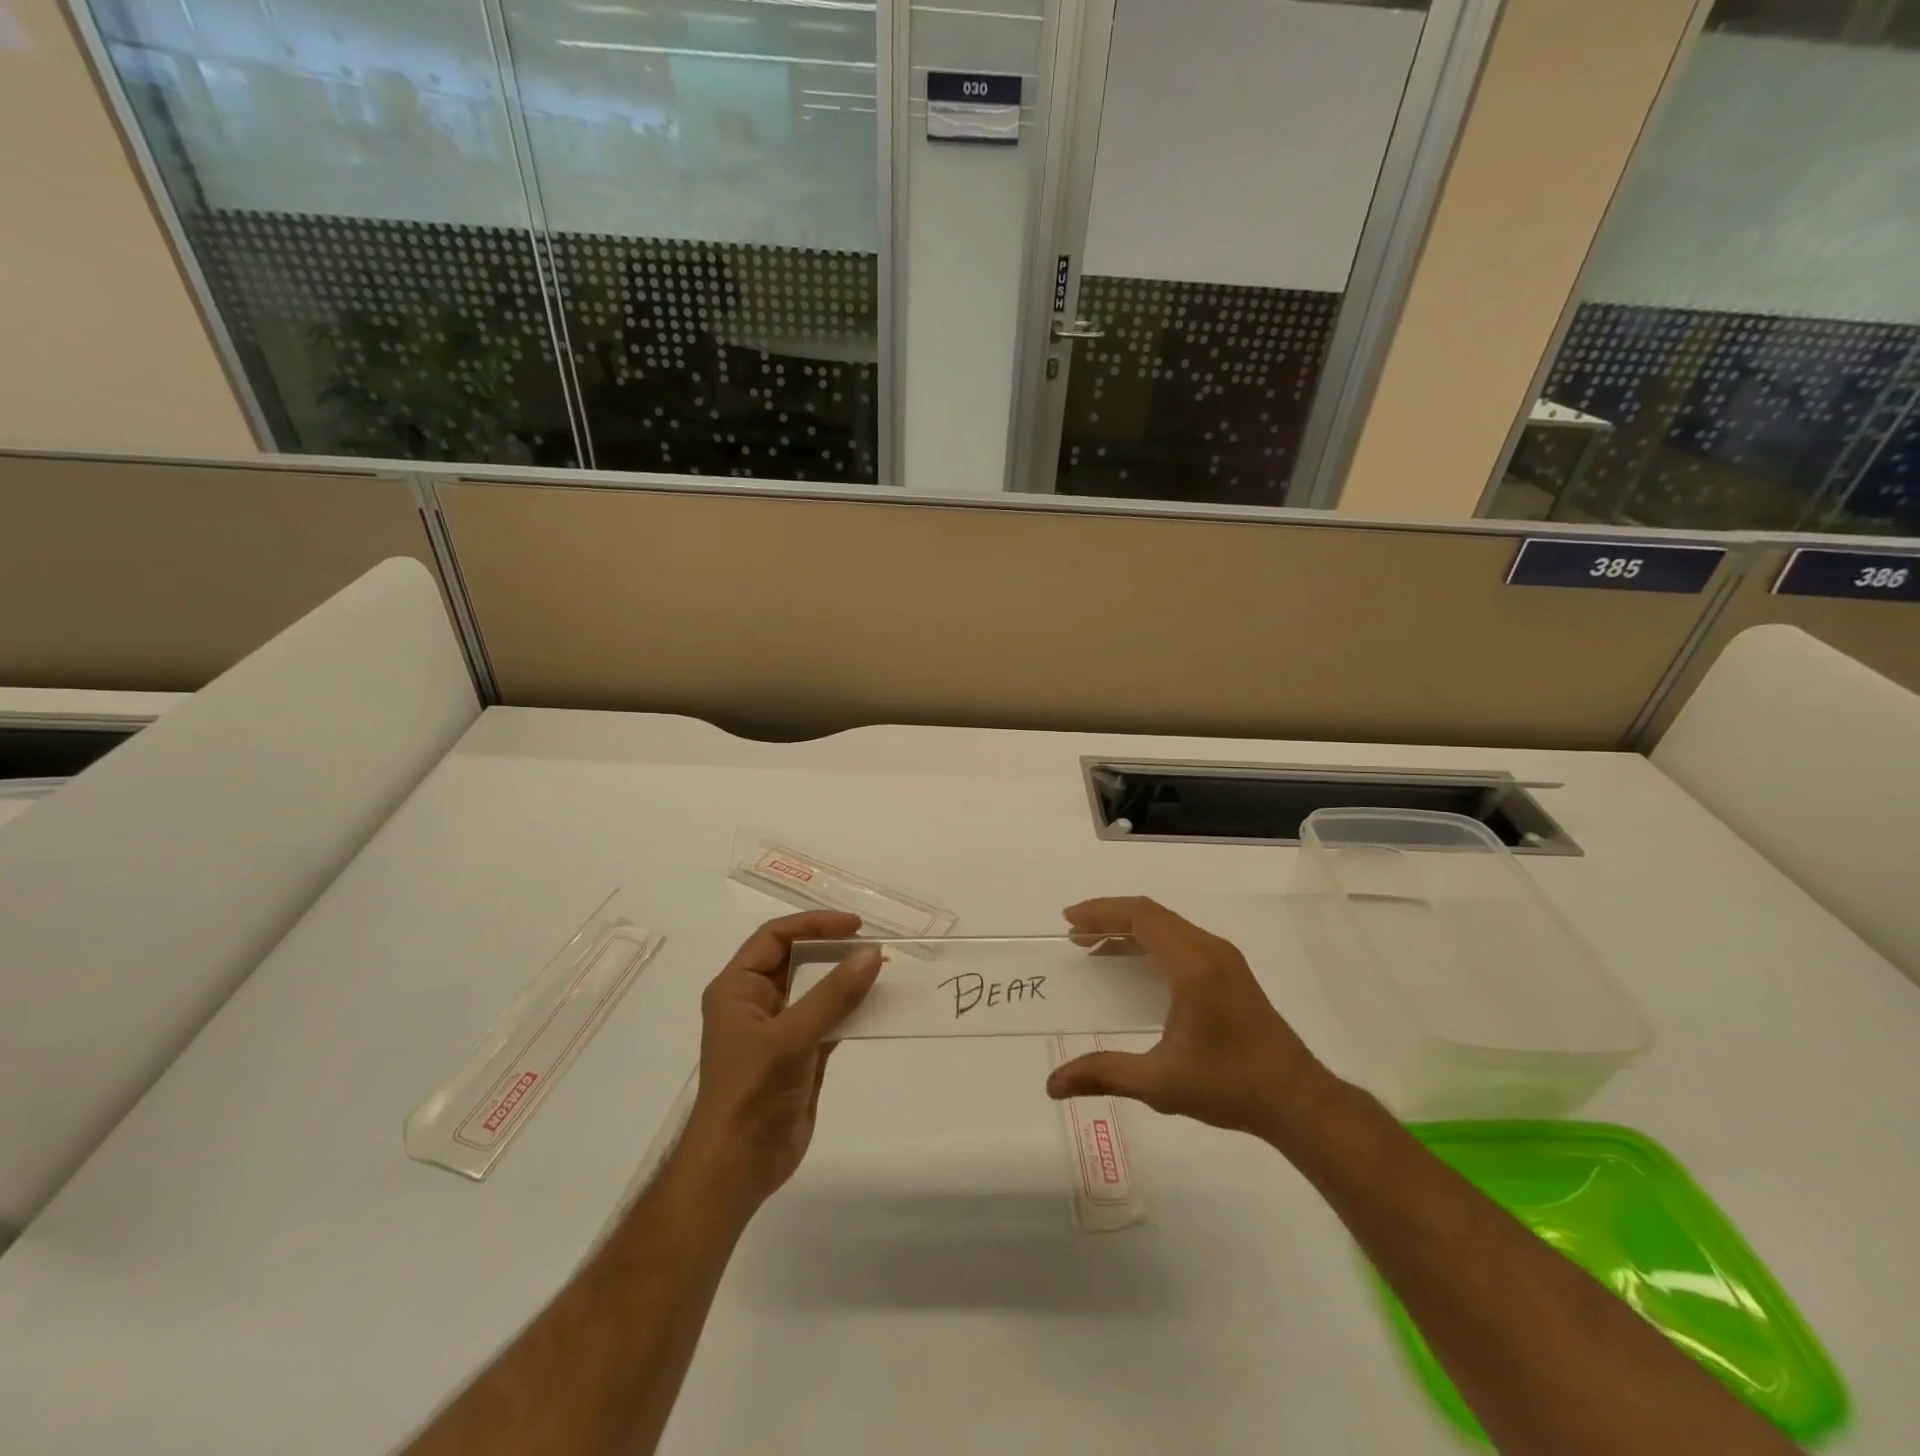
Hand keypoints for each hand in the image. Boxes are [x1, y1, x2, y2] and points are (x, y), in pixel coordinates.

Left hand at [679, 911, 881, 1210]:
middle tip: (873, 946)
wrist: (738, 1166)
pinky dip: (851, 1010)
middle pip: (797, 959)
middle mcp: (755, 1002)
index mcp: (737, 988)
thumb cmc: (752, 1092)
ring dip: (846, 979)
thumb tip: (872, 954)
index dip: (813, 924)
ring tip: (882, 970)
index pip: (775, 937)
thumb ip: (833, 995)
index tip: (854, 926)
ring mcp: (778, 1029)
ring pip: (815, 989)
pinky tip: (878, 1006)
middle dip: (833, 949)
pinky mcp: (799, 1054)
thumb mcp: (791, 1037)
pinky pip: (828, 1019)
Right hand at [1045, 897, 1335, 1144]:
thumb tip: (1052, 1084)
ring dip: (1129, 929)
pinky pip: (1181, 939)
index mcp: (1194, 966)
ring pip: (1168, 925)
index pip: (1141, 917)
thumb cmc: (1229, 1086)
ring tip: (1094, 947)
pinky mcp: (1230, 971)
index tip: (1069, 921)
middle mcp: (1210, 950)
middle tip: (1074, 935)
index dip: (1102, 913)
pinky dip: (1150, 941)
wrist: (1297, 1100)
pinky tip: (1133, 965)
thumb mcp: (1160, 1083)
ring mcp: (1224, 958)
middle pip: (1152, 914)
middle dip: (1110, 918)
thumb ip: (1104, 1074)